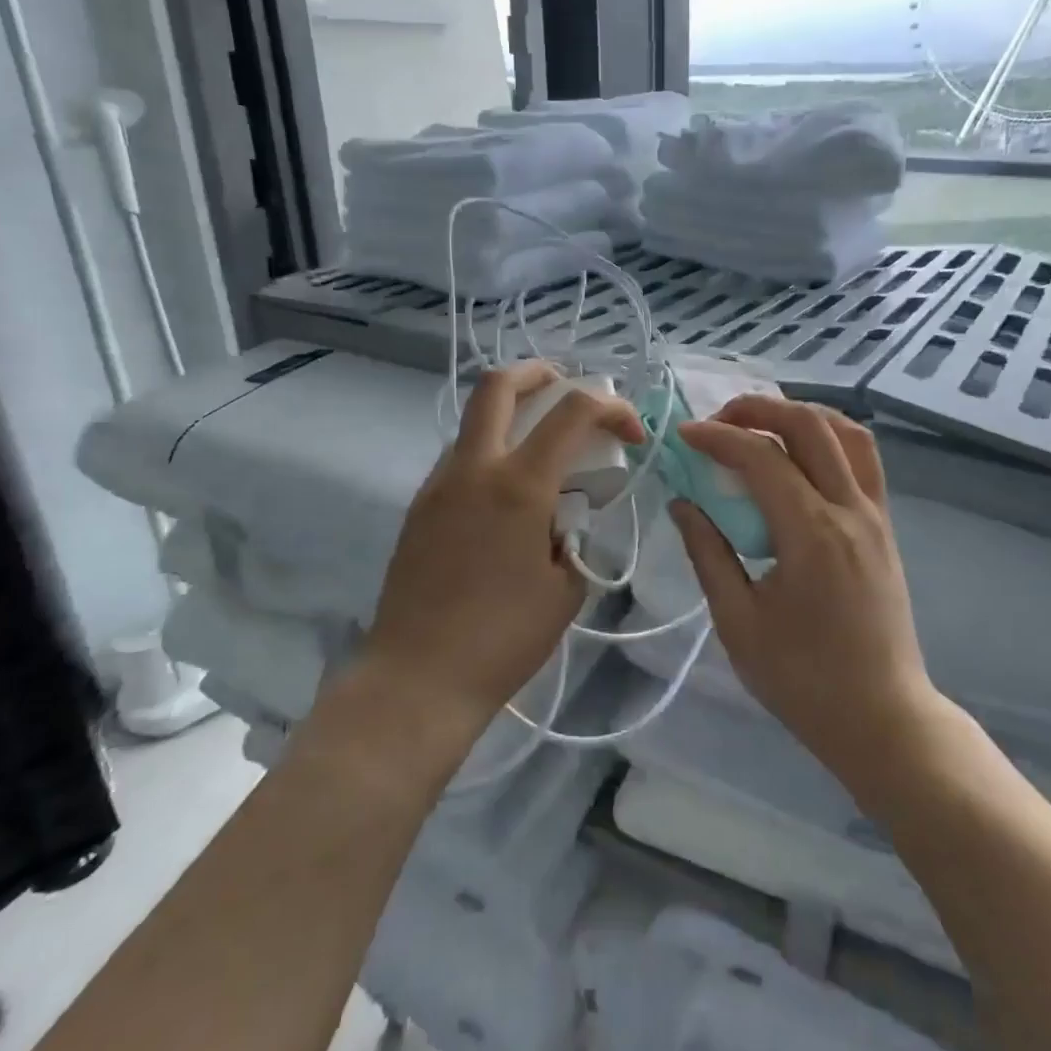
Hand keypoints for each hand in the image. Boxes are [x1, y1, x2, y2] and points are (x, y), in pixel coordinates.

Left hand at [361, 362, 645, 742]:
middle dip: (541, 373)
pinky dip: (491, 450)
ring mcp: (439, 484)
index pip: (573, 413)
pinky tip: (509, 493)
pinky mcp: (419, 505)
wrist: (418, 677)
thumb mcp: (566, 588)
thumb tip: (566, 517)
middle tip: (568, 388)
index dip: (612, 408)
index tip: (632, 434)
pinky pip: (460, 456)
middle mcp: (474, 469)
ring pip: (475, 419)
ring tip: (543, 447)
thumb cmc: (503, 639)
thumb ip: (575, 537)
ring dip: (512, 413)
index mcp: (519, 486)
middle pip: (499, 385)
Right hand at [669, 395, 934, 781]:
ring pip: (848, 433)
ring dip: (801, 415)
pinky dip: (830, 438)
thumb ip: (708, 553)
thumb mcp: (738, 622)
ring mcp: (876, 515)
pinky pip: (863, 460)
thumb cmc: (803, 680)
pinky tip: (800, 457)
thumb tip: (683, 504)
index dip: (718, 437)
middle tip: (719, 421)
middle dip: (759, 408)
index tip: (684, 436)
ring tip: (761, 427)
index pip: (762, 457)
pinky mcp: (885, 527)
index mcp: (812, 534)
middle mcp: (850, 511)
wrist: (882, 717)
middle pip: (810, 425)